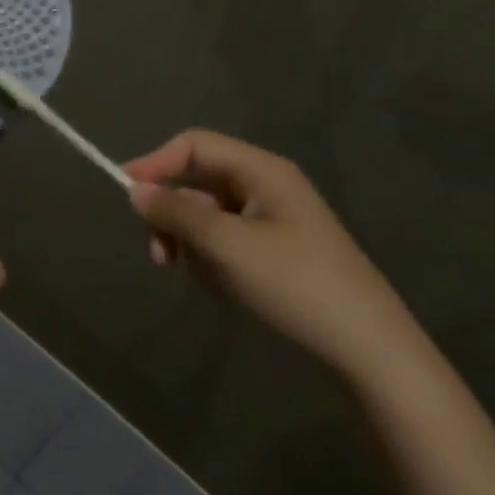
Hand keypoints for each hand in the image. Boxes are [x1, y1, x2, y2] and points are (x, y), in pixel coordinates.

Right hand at [124, 130, 421, 383]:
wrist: (369, 348)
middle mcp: (266, 185)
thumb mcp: (226, 244)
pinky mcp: (277, 250)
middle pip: (198, 181)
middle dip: (172, 214)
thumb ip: (176, 212)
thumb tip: (135, 190)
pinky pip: (226, 239)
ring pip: (208, 214)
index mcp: (261, 170)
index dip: (156, 163)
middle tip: (160, 254)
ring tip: (198, 277)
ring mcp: (274, 219)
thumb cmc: (295, 283)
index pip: (194, 146)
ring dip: (191, 241)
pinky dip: (213, 258)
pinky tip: (223, 287)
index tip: (125, 193)